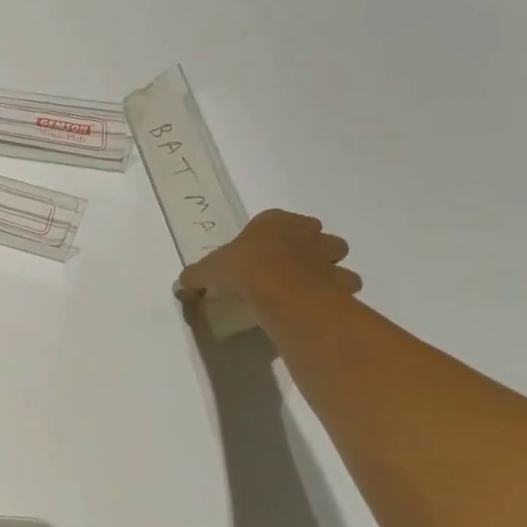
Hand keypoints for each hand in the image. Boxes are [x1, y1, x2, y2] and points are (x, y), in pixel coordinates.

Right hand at [176, 209, 360, 309]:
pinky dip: (334, 294)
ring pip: (336, 259)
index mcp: (274, 221)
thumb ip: (197, 276)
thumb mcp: (207, 271)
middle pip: (315, 236)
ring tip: (305, 289)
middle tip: (287, 270)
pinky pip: (342, 286)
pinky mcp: (341, 281)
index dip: (269, 237)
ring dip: (326, 270)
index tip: (258, 255)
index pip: (276, 221)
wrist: (277, 290)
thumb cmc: (241, 268)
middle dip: (307, 249)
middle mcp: (307, 232)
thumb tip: (184, 284)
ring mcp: (328, 256)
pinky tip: (315, 305)